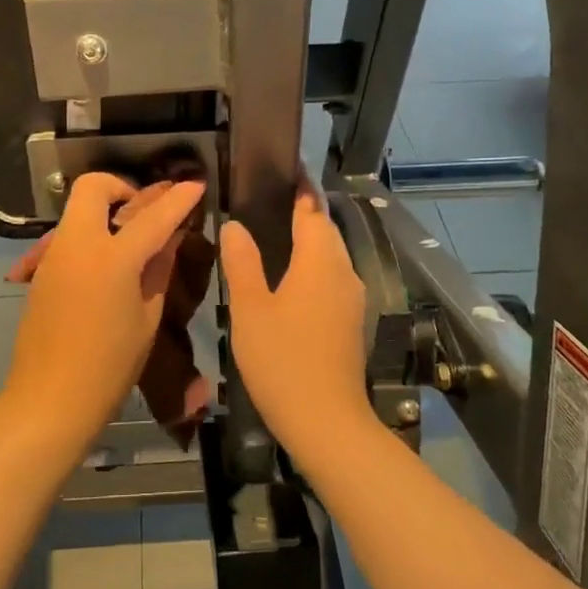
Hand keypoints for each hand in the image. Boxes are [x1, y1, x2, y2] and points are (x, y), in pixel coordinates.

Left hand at [0, 174, 204, 449]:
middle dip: (121, 187)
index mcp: (112, 259)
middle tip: (143, 211)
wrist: (49, 399)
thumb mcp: (147, 319)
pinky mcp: (41, 271)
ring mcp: (54, 255)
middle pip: (93, 187)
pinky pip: (69, 236)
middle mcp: (78, 245)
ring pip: (77, 210)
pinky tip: (107, 264)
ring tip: (130, 240)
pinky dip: (91, 235)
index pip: (153, 217)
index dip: (178, 199)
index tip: (196, 184)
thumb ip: (158, 270)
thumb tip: (169, 240)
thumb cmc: (109, 366)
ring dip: (104, 211)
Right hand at [219, 183, 372, 456]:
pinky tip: (290, 278)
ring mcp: (352, 298)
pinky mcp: (351, 321)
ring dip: (310, 240)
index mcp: (320, 261)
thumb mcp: (250, 309)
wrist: (326, 421)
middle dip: (305, 211)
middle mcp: (343, 272)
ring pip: (331, 256)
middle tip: (271, 199)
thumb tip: (235, 225)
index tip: (287, 167)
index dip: (300, 187)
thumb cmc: (282, 359)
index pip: (312, 209)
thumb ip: (243, 263)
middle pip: (325, 230)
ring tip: (276, 233)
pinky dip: (313, 267)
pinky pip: (332, 278)